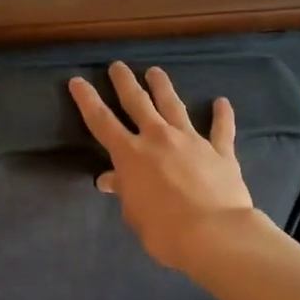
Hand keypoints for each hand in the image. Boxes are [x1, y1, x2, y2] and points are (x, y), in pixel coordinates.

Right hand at [69, 63, 257, 272]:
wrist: (215, 233)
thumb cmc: (164, 230)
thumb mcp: (134, 213)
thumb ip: (124, 191)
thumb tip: (111, 179)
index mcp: (130, 154)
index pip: (101, 121)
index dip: (87, 100)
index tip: (78, 81)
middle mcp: (158, 138)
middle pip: (137, 102)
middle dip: (125, 82)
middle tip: (117, 66)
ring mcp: (191, 140)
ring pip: (174, 106)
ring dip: (163, 87)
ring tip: (155, 71)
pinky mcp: (220, 151)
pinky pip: (221, 128)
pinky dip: (222, 114)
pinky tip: (222, 101)